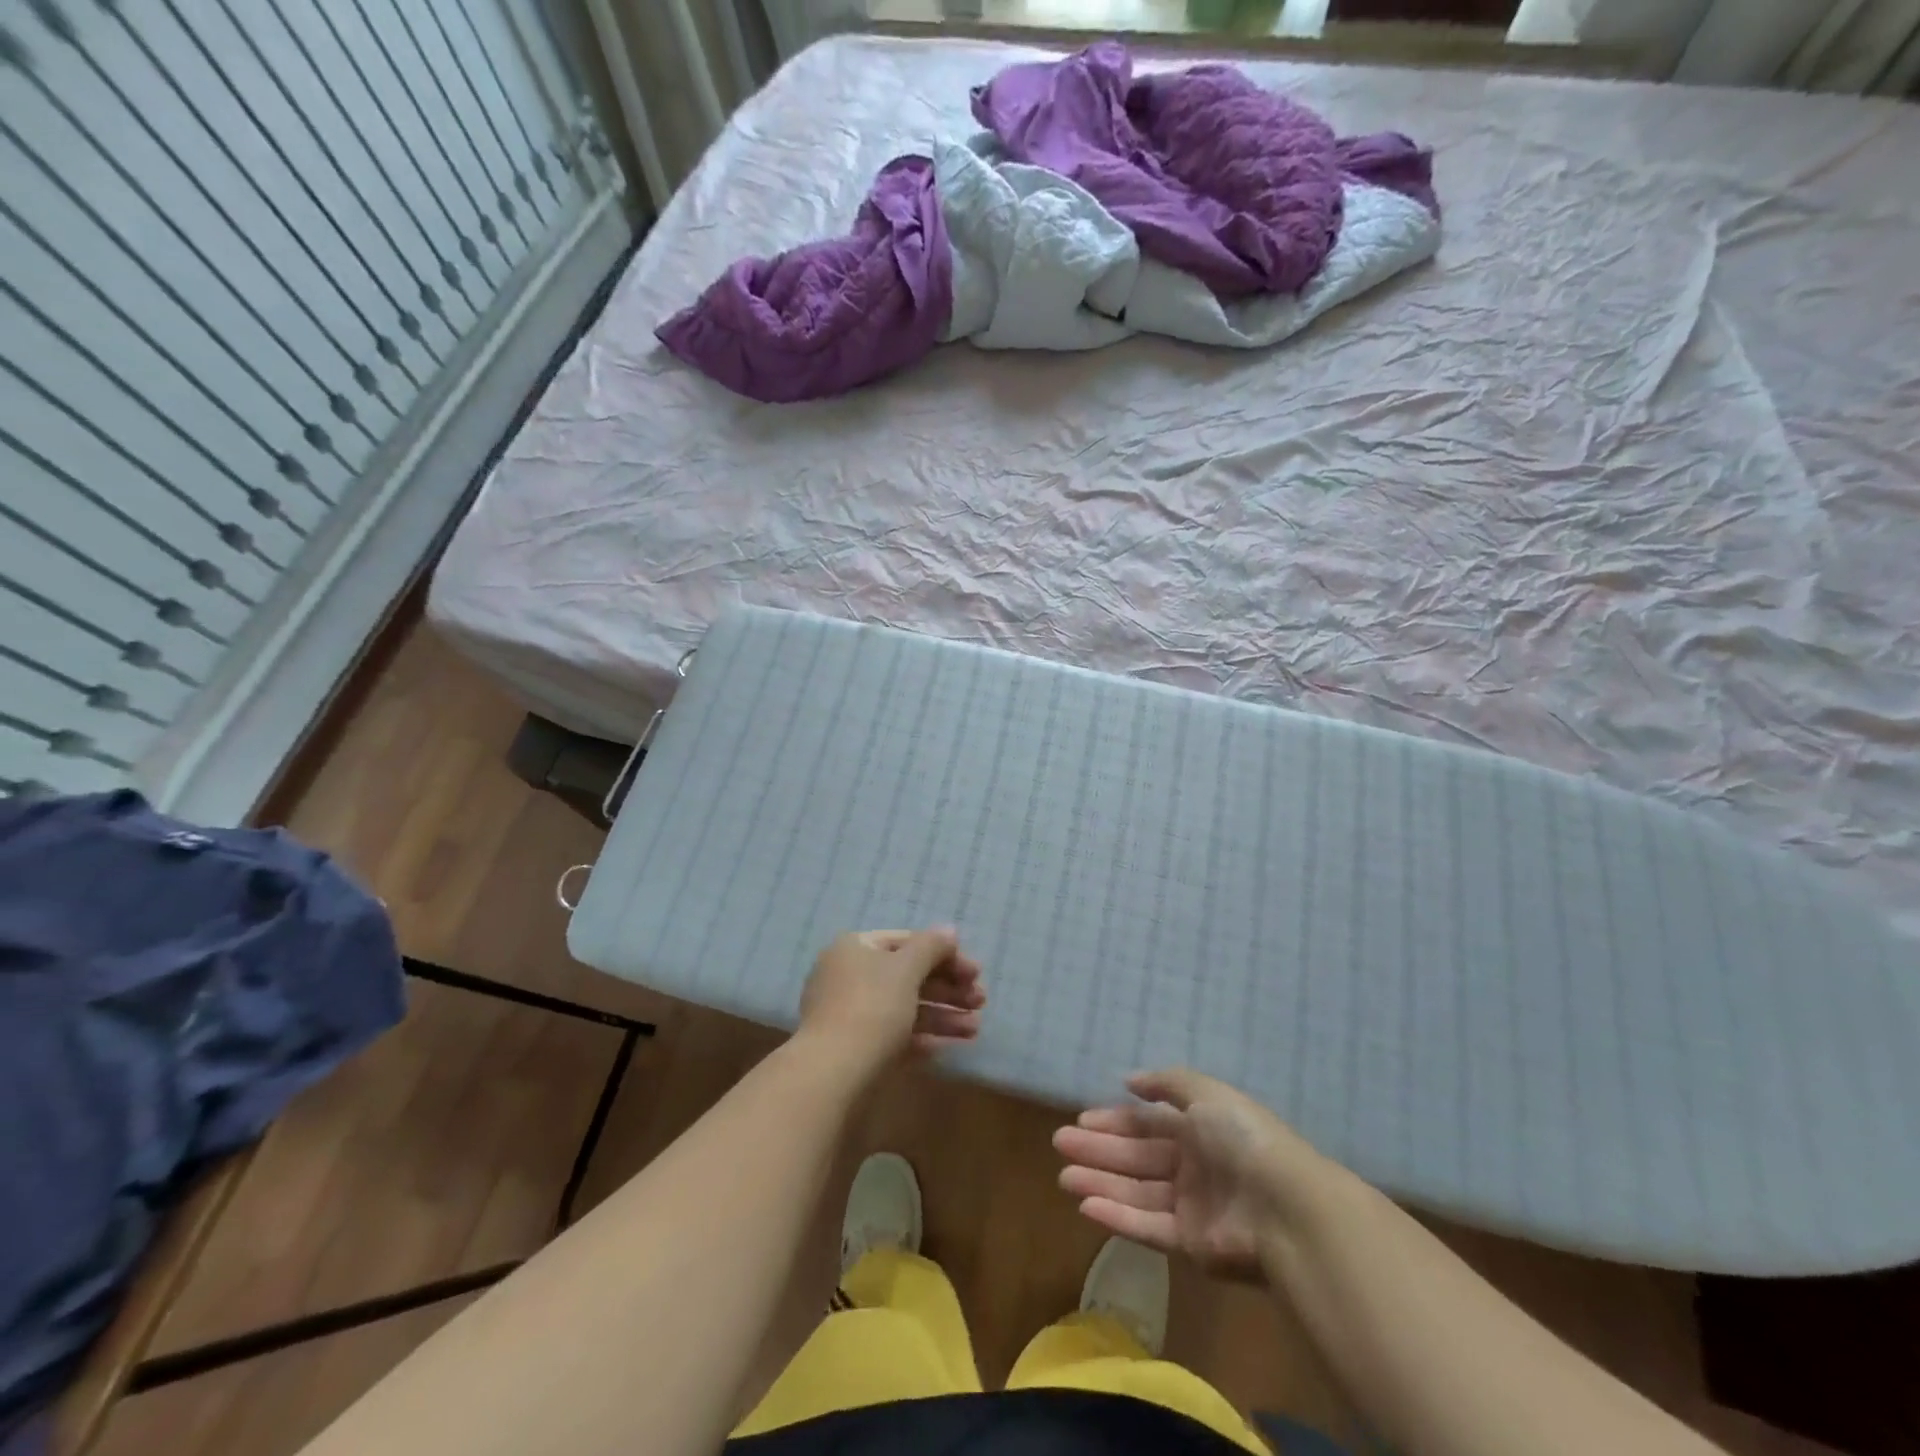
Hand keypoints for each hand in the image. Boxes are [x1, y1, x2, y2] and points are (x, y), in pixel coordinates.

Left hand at [798, 928, 985, 1072]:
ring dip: (942, 1016)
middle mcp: (849, 976)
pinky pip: (895, 1035)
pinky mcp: (855, 1049)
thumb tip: (948, 930)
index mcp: (856, 948)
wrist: (832, 1075)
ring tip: (975, 1030)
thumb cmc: (872, 1008)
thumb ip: (931, 947)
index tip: (975, 972)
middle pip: (908, 976)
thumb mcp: (906, 970)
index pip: (907, 942)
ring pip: (904, 1008)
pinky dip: (923, 1038)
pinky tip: (951, 1046)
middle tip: (981, 1001)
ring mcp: (850, 1014)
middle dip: (948, 989)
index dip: (944, 954)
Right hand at [1054, 1067, 1321, 1281]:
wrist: (1283, 1207)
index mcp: (1200, 1129)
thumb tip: (1129, 1080)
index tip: (1081, 1120)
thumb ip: (1166, 1083)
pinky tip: (1086, 1206)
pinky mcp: (1190, 1245)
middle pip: (1137, 1156)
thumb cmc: (1241, 1138)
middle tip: (1060, 1144)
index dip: (1115, 1120)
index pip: (1148, 1123)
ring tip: (1064, 1177)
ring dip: (1100, 1183)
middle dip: (1099, 1150)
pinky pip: (1147, 1226)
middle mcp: (1193, 1166)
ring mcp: (1191, 1206)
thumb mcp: (1205, 1093)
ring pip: (1136, 1192)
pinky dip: (1117, 1217)